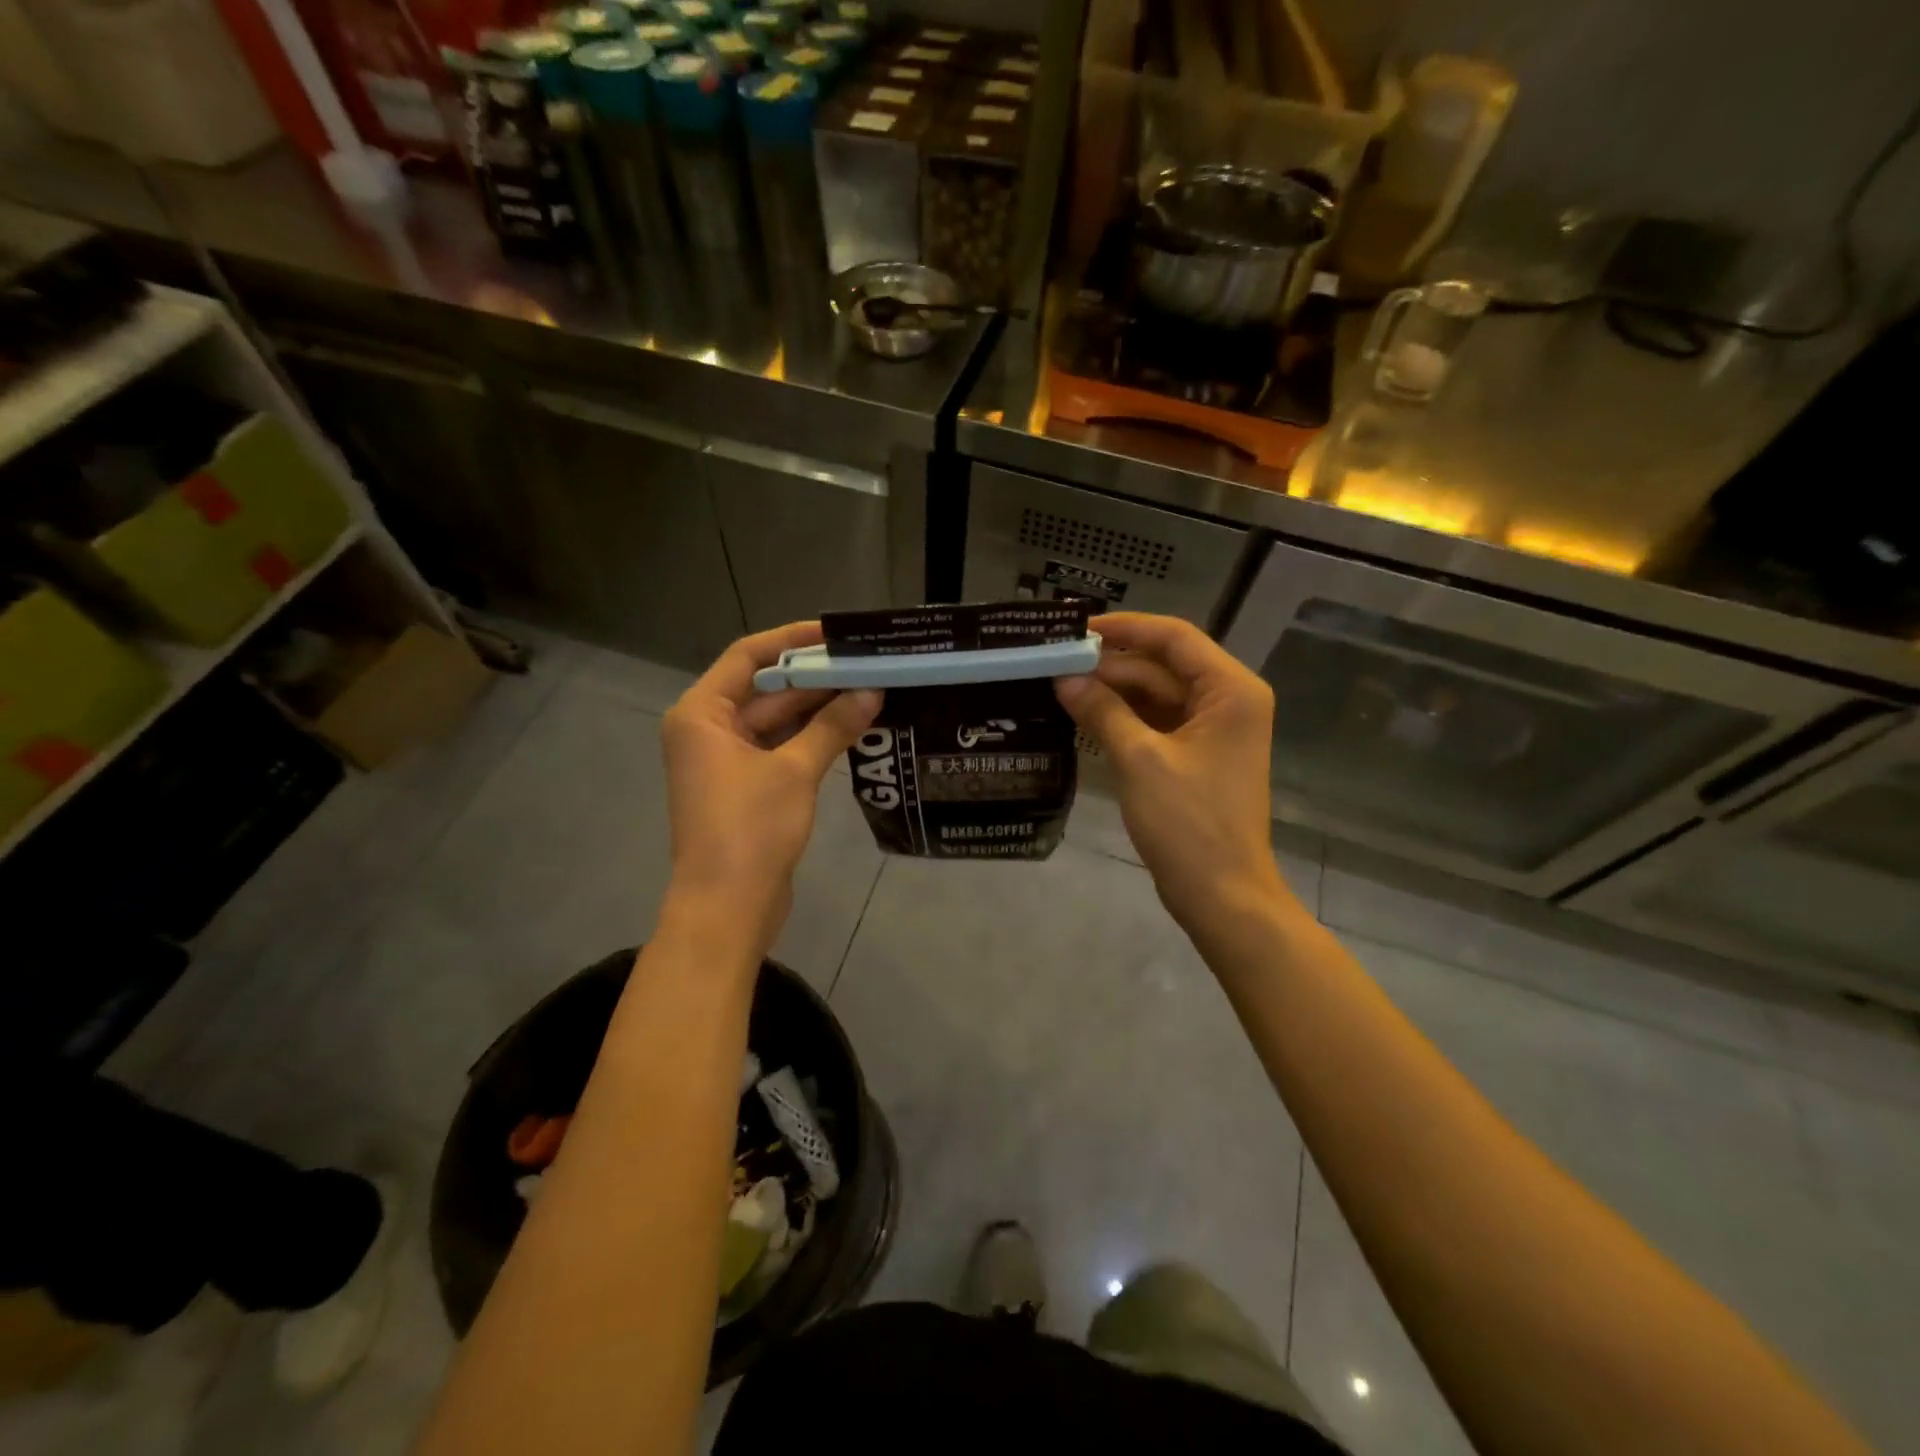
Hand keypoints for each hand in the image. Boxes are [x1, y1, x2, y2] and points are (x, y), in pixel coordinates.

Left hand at [661, 622, 880, 945]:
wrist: (727, 908)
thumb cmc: (749, 830)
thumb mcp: (794, 771)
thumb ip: (832, 726)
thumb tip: (872, 691)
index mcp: (701, 714)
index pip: (748, 656)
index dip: (792, 639)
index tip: (836, 633)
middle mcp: (707, 730)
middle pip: (765, 689)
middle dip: (814, 677)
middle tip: (867, 664)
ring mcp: (726, 761)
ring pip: (776, 720)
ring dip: (818, 708)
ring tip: (869, 689)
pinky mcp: (746, 787)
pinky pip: (780, 748)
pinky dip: (812, 737)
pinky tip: (852, 727)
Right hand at [1055, 613, 1296, 935]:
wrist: (1223, 895)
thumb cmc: (1188, 824)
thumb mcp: (1139, 760)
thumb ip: (1102, 710)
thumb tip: (1064, 678)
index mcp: (1230, 690)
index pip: (1174, 638)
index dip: (1125, 627)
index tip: (1076, 629)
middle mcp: (1228, 701)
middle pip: (1163, 666)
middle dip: (1111, 665)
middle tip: (1055, 664)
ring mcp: (1214, 731)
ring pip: (1158, 695)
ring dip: (1114, 692)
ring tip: (1060, 687)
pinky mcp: (1198, 757)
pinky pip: (1157, 723)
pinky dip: (1124, 718)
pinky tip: (1084, 716)